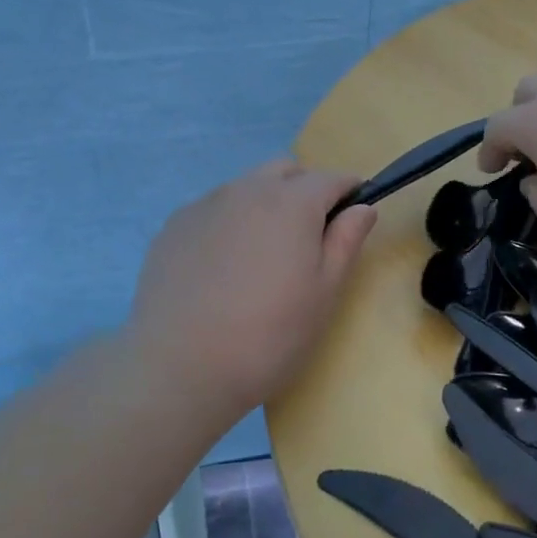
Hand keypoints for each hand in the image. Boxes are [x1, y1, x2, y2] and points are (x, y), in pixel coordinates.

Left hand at [125, 159, 376, 417]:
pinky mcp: (174, 226)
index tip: (353, 215)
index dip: (349, 191)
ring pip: (247, 186)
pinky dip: (230, 222)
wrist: (178, 368)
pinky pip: (214, 208)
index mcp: (292, 202)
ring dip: (265, 203)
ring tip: (262, 255)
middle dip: (305, 189)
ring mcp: (205, 204)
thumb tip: (362, 207)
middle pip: (286, 169)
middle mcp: (248, 189)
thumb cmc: (269, 334)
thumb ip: (346, 241)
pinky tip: (223, 267)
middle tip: (308, 237)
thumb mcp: (324, 293)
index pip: (331, 178)